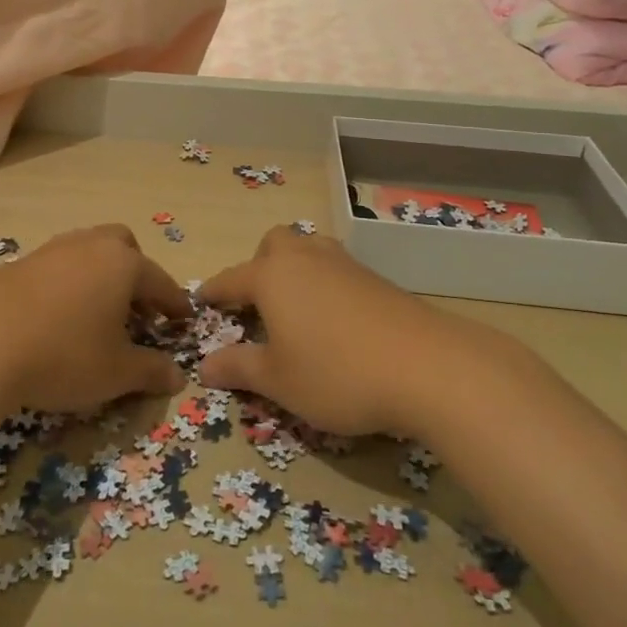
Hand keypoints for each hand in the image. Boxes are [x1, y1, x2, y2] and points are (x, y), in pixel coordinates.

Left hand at [0, 224, 190, 412]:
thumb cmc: (63, 355)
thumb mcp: (116, 372)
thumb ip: (151, 371)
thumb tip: (178, 376)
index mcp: (122, 263)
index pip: (160, 281)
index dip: (175, 304)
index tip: (184, 320)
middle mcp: (89, 245)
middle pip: (124, 247)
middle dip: (137, 275)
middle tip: (138, 311)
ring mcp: (51, 250)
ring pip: (89, 253)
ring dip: (101, 278)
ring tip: (99, 316)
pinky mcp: (19, 264)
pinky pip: (58, 267)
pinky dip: (70, 285)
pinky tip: (60, 317)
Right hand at [196, 225, 477, 435]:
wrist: (426, 366)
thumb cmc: (336, 373)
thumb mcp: (278, 381)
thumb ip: (239, 368)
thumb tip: (205, 365)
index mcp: (272, 276)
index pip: (230, 279)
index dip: (213, 293)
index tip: (200, 302)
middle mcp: (305, 259)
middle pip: (273, 245)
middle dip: (258, 267)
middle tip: (257, 306)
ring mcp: (344, 264)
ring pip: (309, 251)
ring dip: (295, 271)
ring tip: (297, 310)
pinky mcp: (376, 279)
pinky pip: (336, 270)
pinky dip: (325, 286)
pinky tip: (335, 322)